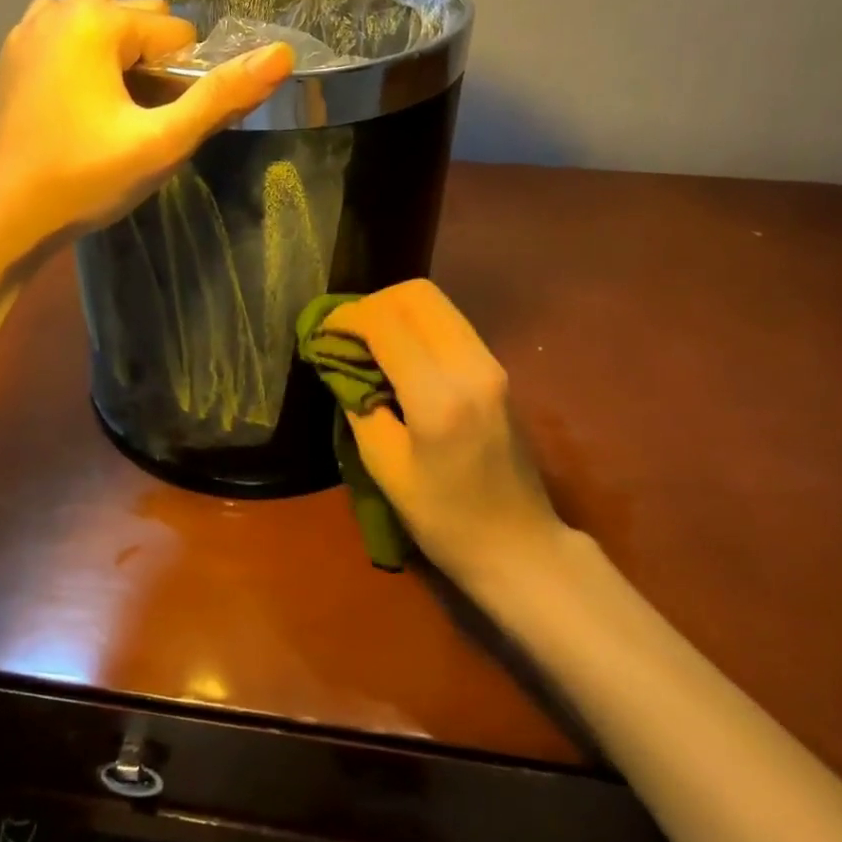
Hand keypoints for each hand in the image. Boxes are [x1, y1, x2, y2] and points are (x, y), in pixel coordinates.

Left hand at [0, 0, 293, 250]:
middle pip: (139, 20)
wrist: (3, 214)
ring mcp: (29, 28)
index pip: (176, 34)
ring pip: (100, 23)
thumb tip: (281, 54)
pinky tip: (79, 99)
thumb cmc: (84, 178)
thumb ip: (221, 96)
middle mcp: (61, 8)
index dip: (183, 81)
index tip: (162, 126)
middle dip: (152, 62)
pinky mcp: (11, 54)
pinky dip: (83, 54)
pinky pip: (64, 34)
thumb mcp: (162, 142)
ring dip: (119, 54)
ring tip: (114, 110)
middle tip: (141, 121)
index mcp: (99, 21)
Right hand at [329, 280, 565, 588]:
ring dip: (394, 310)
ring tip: (365, 341)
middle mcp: (472, 366)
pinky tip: (396, 353)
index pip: (386, 323)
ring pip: (436, 303)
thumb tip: (340, 362)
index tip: (321, 334)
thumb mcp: (384, 468)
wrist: (520, 546)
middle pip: (417, 295)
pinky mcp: (498, 369)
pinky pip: (450, 324)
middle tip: (344, 333)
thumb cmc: (445, 520)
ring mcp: (492, 364)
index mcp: (439, 397)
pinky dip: (415, 324)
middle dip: (372, 303)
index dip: (346, 319)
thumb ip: (359, 405)